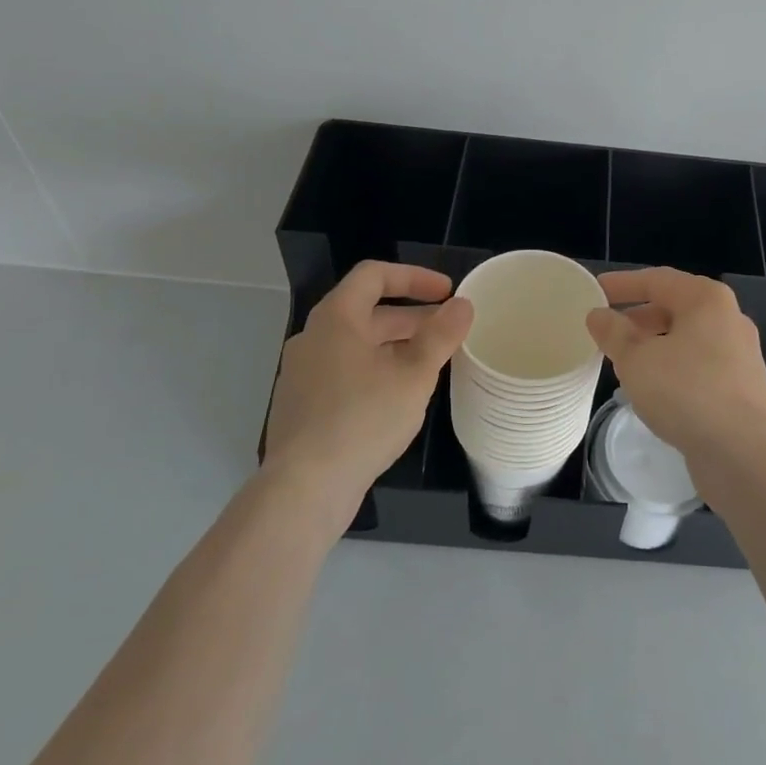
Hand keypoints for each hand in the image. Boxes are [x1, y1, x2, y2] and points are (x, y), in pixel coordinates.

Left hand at [265, 262, 472, 507]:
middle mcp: (314, 338)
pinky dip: (377, 370)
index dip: (414, 277)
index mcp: (336, 318)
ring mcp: (303, 374)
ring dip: (397, 346)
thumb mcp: (414, 374)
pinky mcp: (303, 406)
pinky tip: (400, 397)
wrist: (304, 489)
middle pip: (367, 311)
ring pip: (358, 345)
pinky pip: (346, 372)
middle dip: (412, 317)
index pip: (374, 275)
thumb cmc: (362, 419)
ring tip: (432, 363)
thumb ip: (441, 335)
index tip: (447, 292)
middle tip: (449, 330)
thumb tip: (462, 305)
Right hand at [585, 267, 765, 464]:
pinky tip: (654, 390)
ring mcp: (740, 355)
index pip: (657, 280)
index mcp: (707, 300)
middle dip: (639, 318)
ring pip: (688, 340)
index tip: (596, 290)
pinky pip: (700, 366)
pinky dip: (673, 369)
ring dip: (655, 346)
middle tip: (608, 331)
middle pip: (675, 308)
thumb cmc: (686, 391)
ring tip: (625, 362)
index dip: (623, 284)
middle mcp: (729, 319)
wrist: (744, 452)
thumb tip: (598, 315)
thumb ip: (614, 333)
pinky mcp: (743, 388)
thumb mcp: (636, 360)